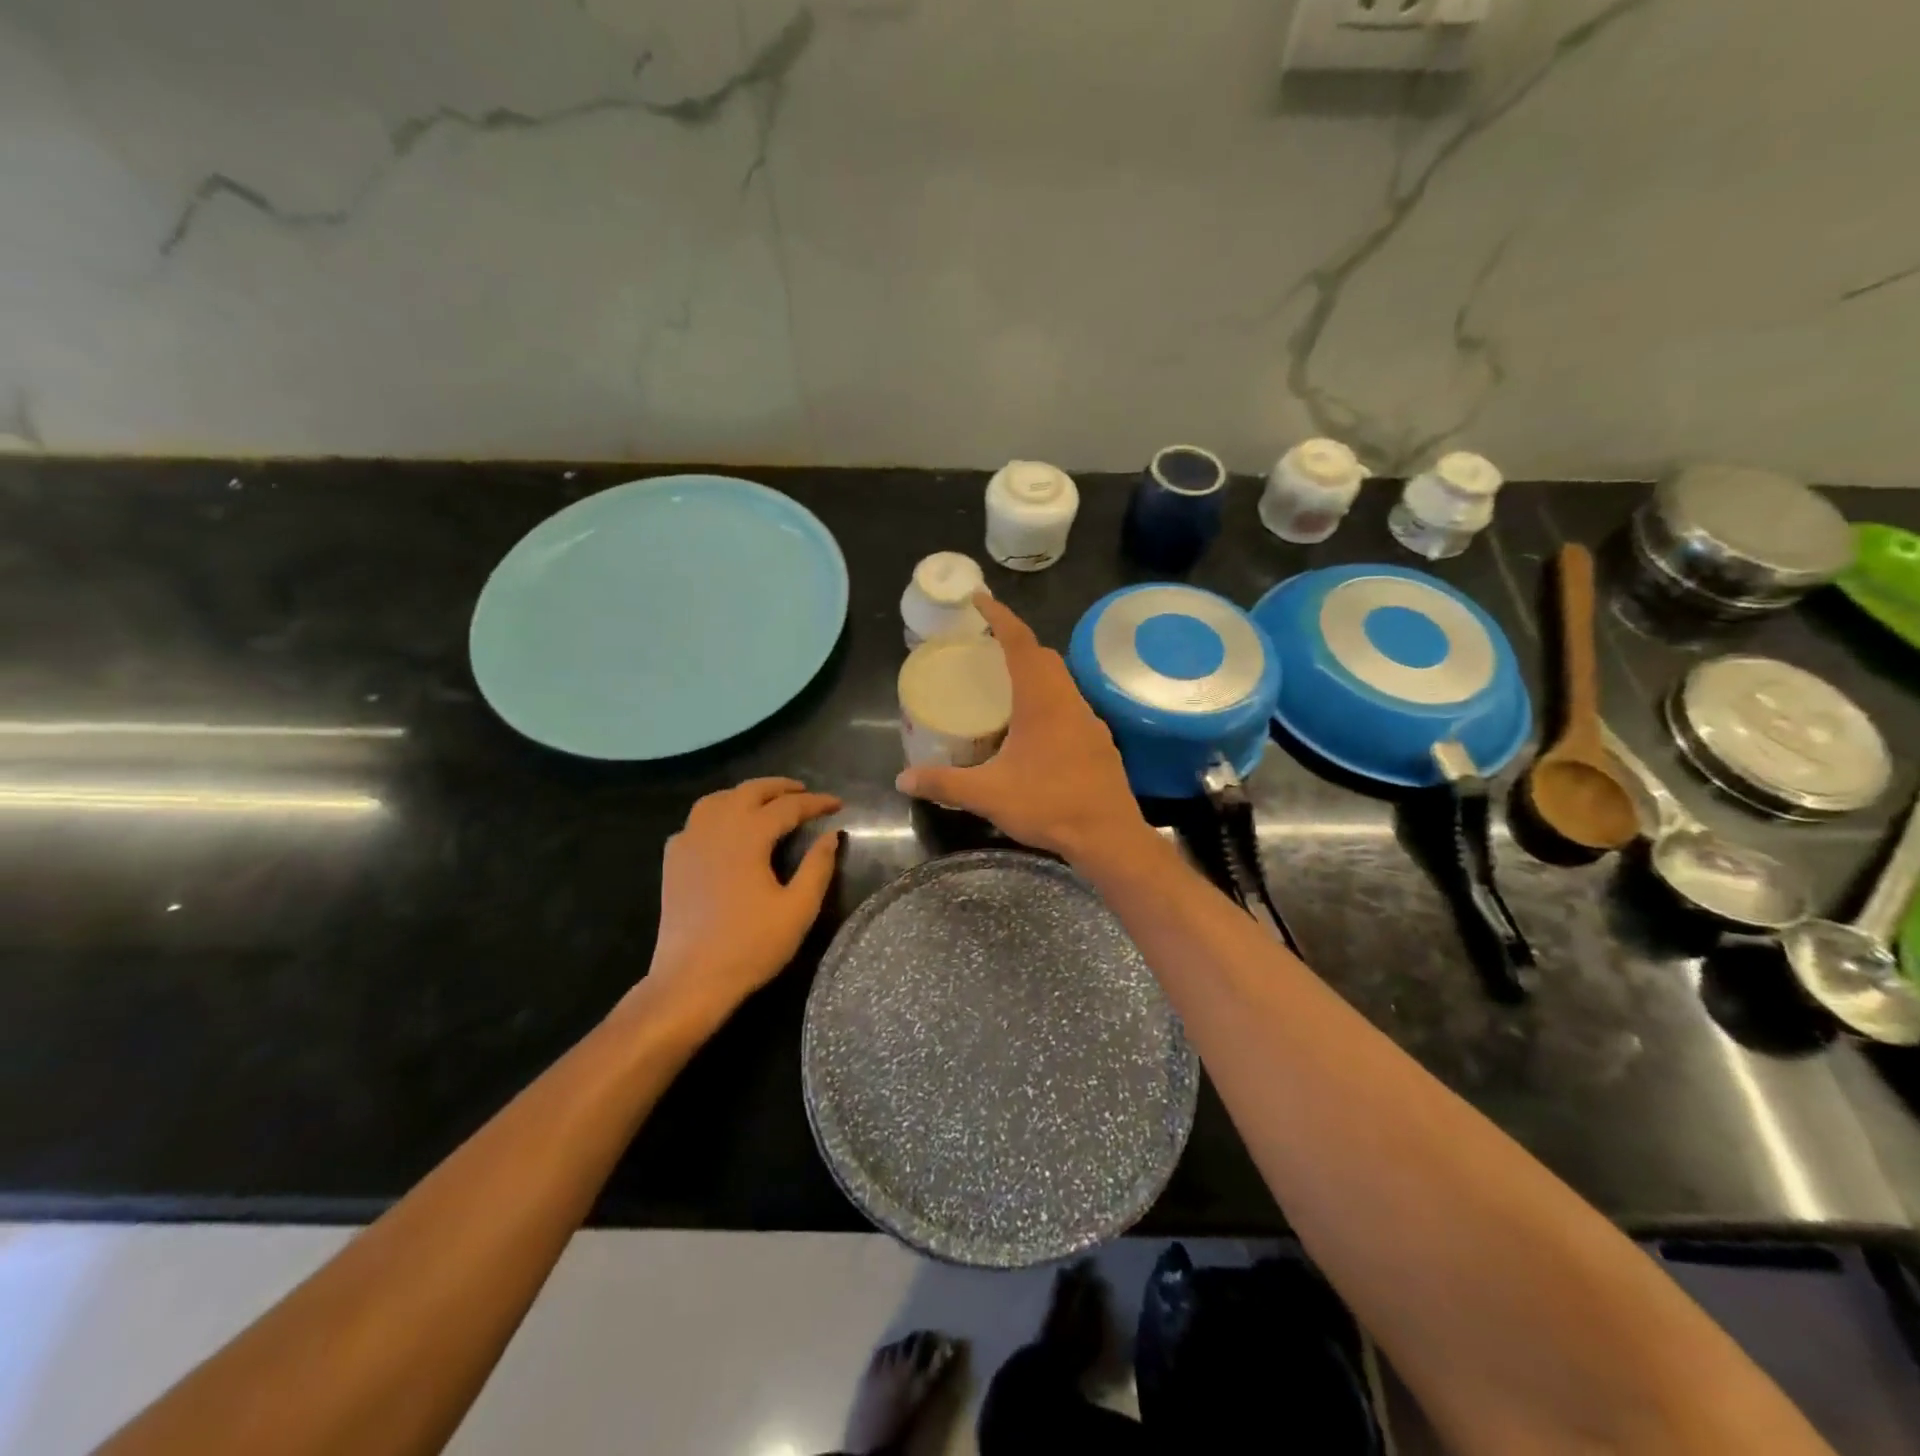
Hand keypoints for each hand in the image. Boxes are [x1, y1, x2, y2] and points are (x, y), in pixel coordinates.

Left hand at [641, 778, 841, 1025]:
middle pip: (749, 791)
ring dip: (744, 794)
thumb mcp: (797, 909)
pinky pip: (695, 822)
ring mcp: (688, 843)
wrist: (690, 980)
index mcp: (748, 836)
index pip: (788, 807)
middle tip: (804, 792)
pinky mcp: (673, 862)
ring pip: (717, 800)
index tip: (838, 804)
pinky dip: (716, 814)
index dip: (816, 803)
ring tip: (765, 803)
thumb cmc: (750, 946)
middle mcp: (715, 829)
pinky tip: (724, 831)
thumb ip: (817, 867)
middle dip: (780, 787)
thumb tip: (831, 835)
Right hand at [896, 594, 1151, 865]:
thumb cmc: (1049, 804)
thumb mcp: (988, 795)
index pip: (1020, 642)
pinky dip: (1049, 700)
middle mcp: (1068, 701)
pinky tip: (1034, 729)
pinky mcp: (1098, 742)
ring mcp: (1089, 721)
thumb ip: (944, 784)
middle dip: (1016, 643)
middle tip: (986, 648)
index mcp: (1042, 701)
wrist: (1109, 836)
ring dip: (1035, 672)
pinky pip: (1070, 706)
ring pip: (1060, 681)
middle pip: (1043, 656)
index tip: (980, 600)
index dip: (1000, 617)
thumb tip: (903, 779)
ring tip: (1005, 686)